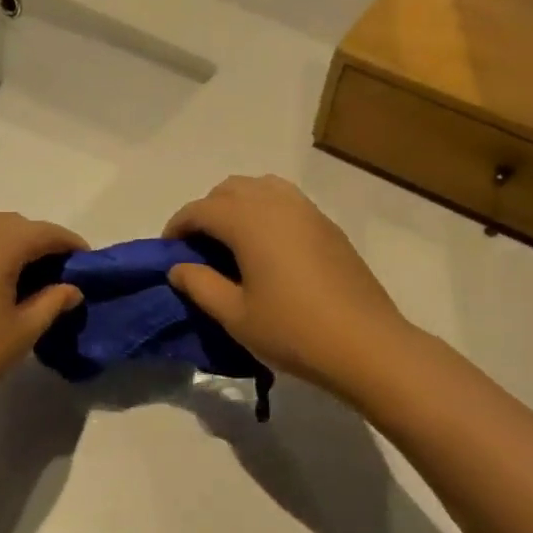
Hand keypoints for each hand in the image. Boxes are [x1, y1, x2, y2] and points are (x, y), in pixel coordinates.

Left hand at [0, 208, 85, 435]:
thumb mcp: (23, 332)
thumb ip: (53, 301)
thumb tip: (71, 288)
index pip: (43, 232)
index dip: (68, 243)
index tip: (85, 261)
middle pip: (12, 223)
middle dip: (37, 240)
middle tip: (53, 271)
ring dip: (4, 238)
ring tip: (16, 271)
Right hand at [165, 175, 412, 401]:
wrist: (365, 344)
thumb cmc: (292, 331)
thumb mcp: (235, 315)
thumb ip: (200, 285)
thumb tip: (178, 267)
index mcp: (249, 221)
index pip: (201, 209)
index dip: (178, 226)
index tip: (167, 251)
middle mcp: (277, 204)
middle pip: (230, 189)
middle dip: (207, 211)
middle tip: (198, 248)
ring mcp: (308, 211)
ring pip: (261, 188)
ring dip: (237, 205)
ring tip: (231, 242)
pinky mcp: (328, 226)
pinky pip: (286, 201)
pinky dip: (265, 211)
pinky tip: (266, 249)